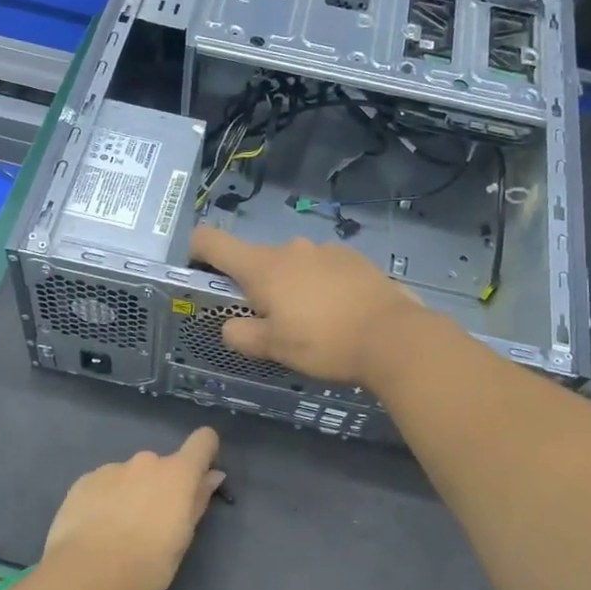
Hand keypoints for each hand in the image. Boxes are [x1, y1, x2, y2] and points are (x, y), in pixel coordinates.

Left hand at [38, 427, 224, 589]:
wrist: (87, 575)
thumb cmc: (147, 564)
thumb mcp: (182, 539)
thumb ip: (197, 501)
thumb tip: (212, 475)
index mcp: (177, 474)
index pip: (202, 441)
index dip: (205, 452)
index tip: (200, 474)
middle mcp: (146, 462)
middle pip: (162, 465)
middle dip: (160, 486)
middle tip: (151, 522)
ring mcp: (112, 468)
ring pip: (130, 475)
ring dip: (130, 492)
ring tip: (117, 530)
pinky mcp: (84, 481)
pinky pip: (103, 484)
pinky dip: (104, 499)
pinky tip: (95, 528)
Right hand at [190, 227, 425, 385]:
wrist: (393, 337)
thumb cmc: (324, 342)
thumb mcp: (274, 348)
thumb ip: (242, 335)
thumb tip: (231, 326)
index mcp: (263, 266)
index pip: (213, 241)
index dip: (196, 250)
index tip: (198, 270)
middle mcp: (292, 248)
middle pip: (257, 260)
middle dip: (257, 287)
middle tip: (272, 322)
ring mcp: (326, 250)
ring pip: (294, 266)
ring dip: (292, 287)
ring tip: (313, 322)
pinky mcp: (355, 259)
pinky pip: (324, 269)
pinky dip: (321, 286)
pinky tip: (339, 314)